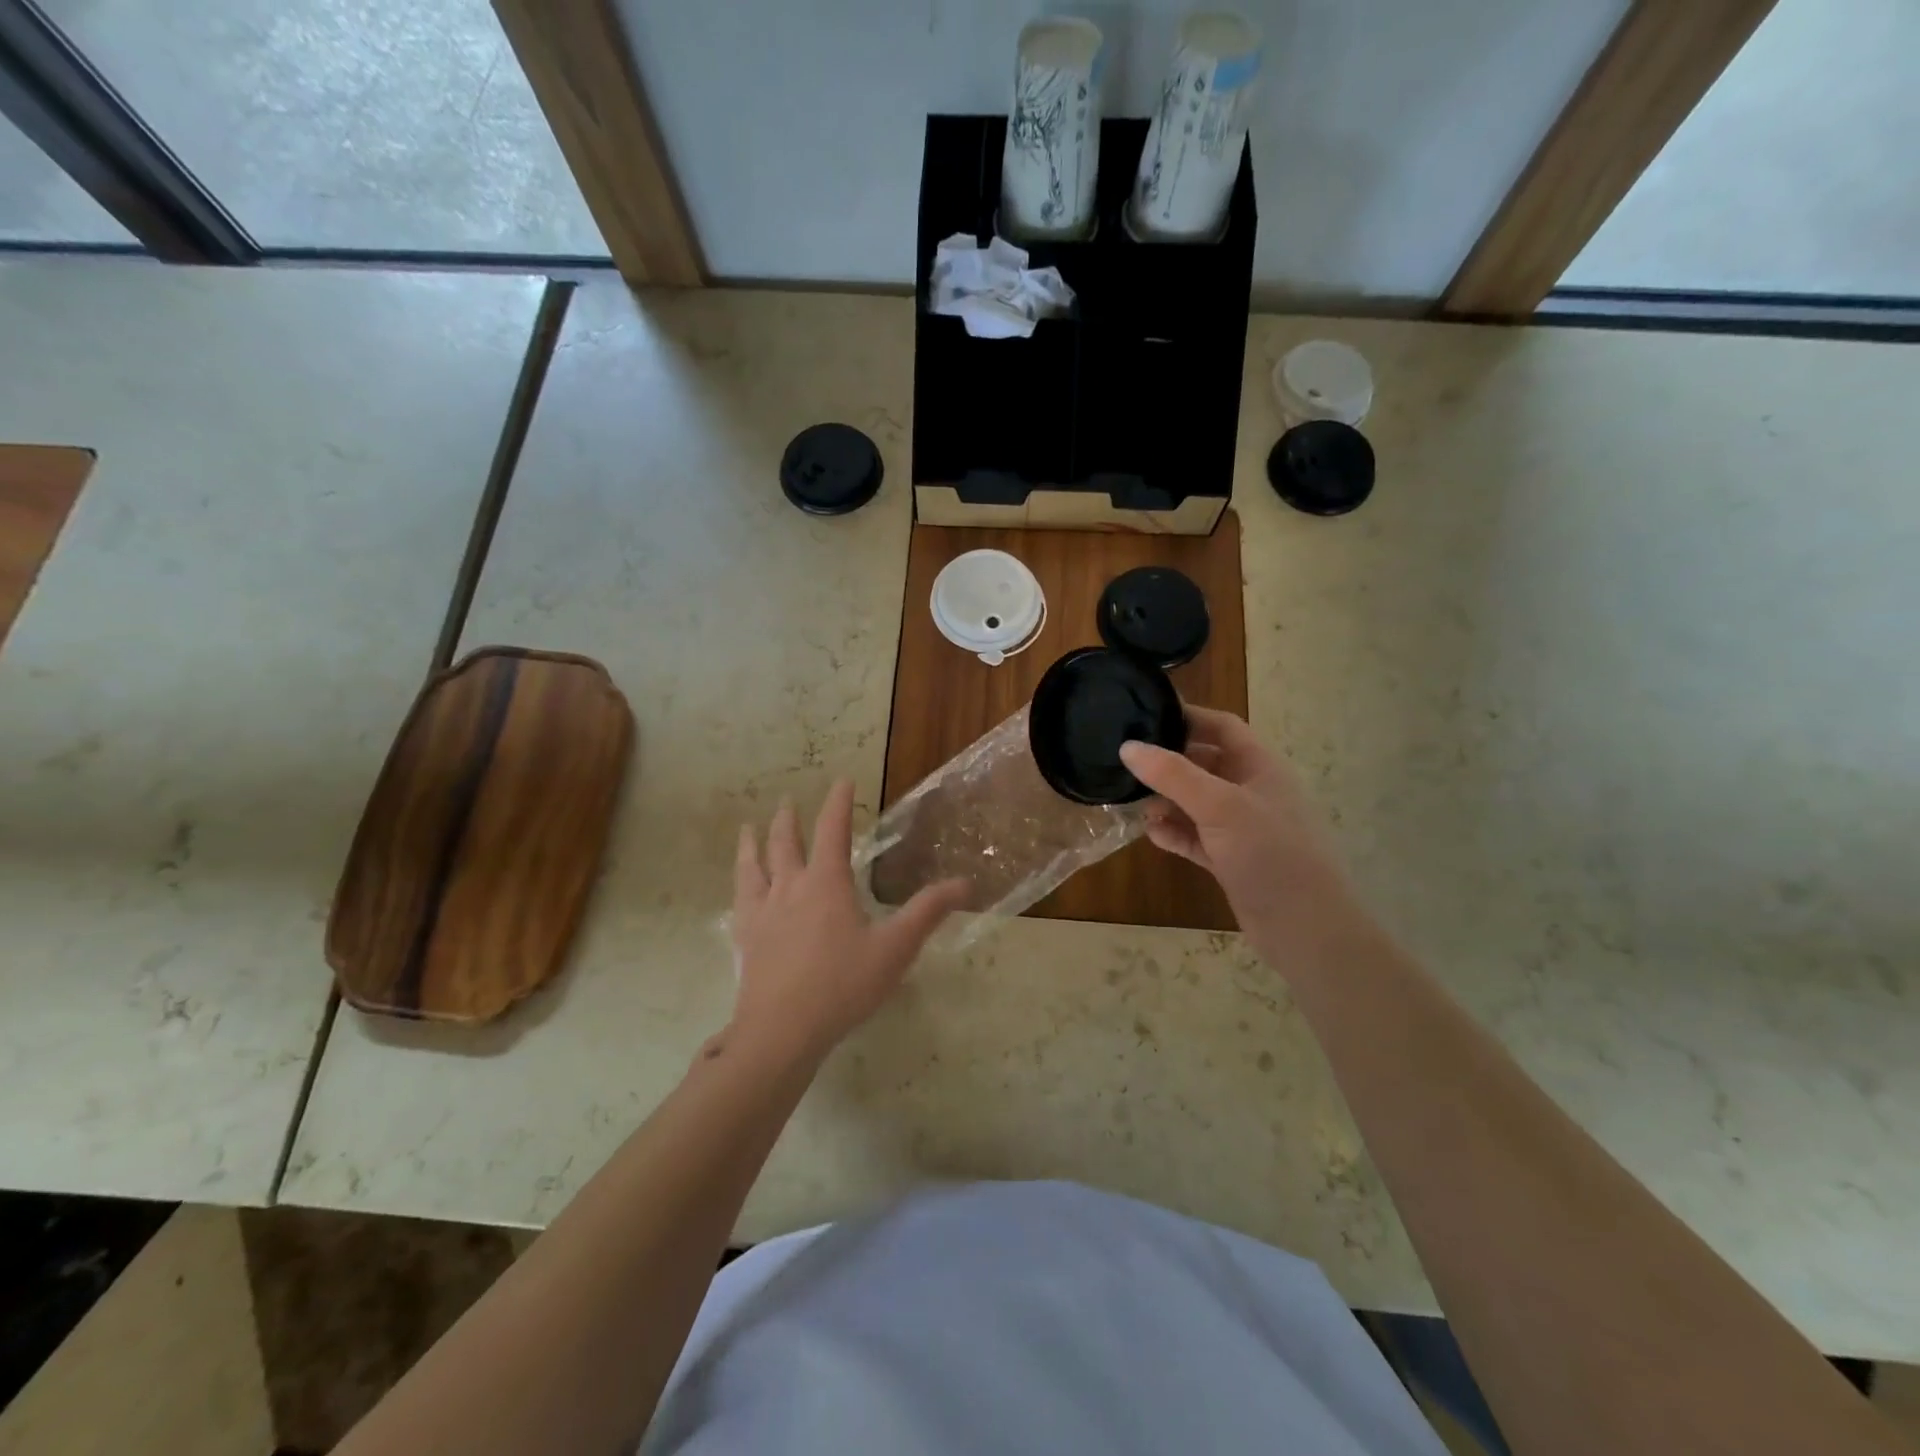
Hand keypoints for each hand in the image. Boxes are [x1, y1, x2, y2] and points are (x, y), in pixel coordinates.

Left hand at [729, 781, 968, 1063]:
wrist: (781, 1031)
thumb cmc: (843, 985)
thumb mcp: (895, 949)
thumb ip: (928, 912)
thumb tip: (964, 883)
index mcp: (826, 883)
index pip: (833, 830)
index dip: (839, 803)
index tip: (843, 781)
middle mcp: (790, 887)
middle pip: (785, 843)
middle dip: (789, 819)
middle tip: (787, 801)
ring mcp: (762, 913)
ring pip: (753, 866)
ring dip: (753, 843)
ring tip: (748, 828)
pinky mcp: (745, 939)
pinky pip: (739, 901)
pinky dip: (740, 885)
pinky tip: (739, 891)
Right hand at [1120, 707, 1356, 956]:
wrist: (1306, 928)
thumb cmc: (1270, 853)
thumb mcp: (1219, 805)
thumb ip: (1172, 774)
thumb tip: (1128, 747)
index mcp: (1260, 767)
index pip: (1222, 726)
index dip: (1187, 716)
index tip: (1145, 714)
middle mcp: (1251, 791)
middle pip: (1204, 763)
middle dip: (1168, 763)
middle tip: (1126, 761)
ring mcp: (1242, 828)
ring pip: (1195, 803)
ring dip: (1165, 801)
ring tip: (1130, 801)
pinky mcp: (1231, 860)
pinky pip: (1195, 837)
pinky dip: (1173, 833)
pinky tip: (1150, 834)